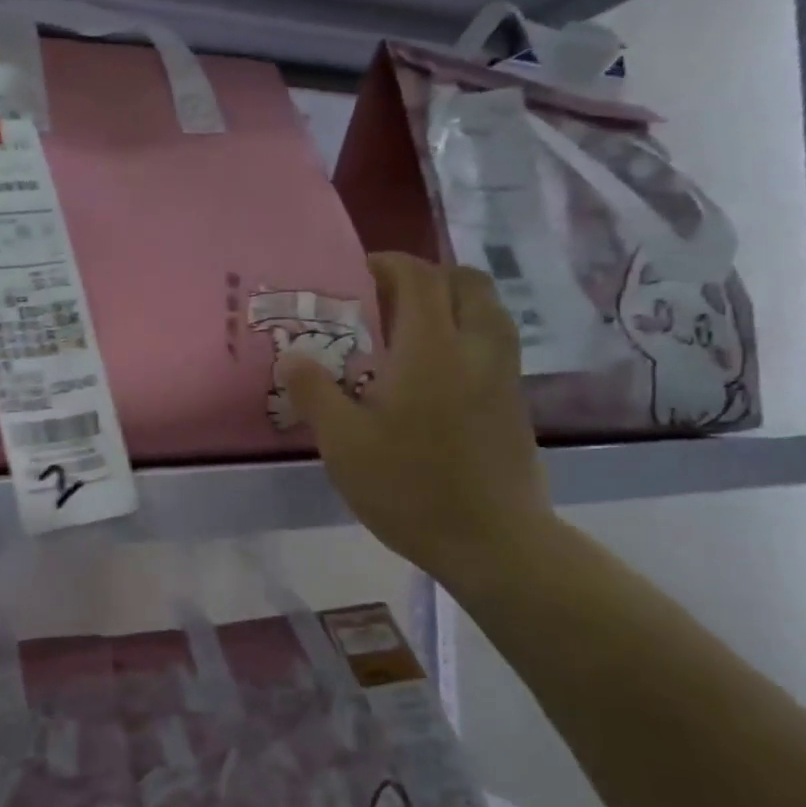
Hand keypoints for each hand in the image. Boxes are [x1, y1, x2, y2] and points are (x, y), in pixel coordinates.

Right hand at [279, 253, 550, 581]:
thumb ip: (315, 392)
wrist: (493, 543)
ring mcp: (503, 375)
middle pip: (466, 281)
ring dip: (451, 301)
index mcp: (431, 350)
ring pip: (488, 309)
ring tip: (410, 329)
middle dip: (426, 276)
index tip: (357, 274)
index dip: (388, 263)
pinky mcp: (514, 401)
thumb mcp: (344, 443)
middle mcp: (475, 349)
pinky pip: (493, 341)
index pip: (419, 277)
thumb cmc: (410, 488)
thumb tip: (291, 355)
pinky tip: (433, 371)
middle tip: (386, 299)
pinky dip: (465, 332)